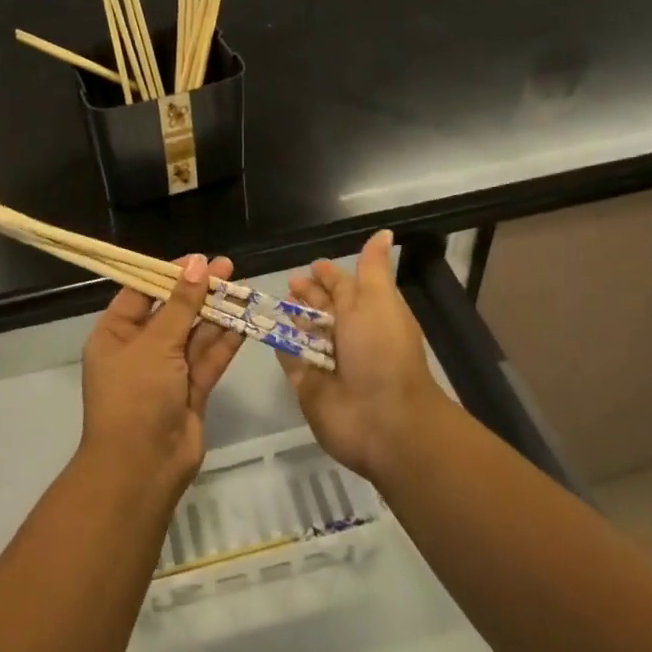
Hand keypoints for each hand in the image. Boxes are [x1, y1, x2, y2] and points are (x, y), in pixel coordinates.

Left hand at [79, 254, 245, 493]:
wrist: (142, 468)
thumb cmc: (136, 396)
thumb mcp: (155, 344)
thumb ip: (181, 304)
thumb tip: (198, 264)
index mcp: (115, 335)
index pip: (141, 293)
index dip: (169, 274)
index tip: (198, 259)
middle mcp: (139, 350)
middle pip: (172, 312)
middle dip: (199, 291)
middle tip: (229, 268)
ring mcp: (167, 372)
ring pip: (194, 335)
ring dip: (217, 314)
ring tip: (244, 287)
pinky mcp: (191, 391)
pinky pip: (208, 359)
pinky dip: (225, 341)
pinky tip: (245, 320)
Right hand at [277, 230, 445, 483]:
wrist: (383, 419)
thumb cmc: (382, 351)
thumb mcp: (379, 299)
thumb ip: (372, 268)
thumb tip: (384, 233)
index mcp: (369, 313)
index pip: (345, 287)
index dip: (329, 276)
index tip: (311, 265)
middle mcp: (349, 336)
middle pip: (323, 310)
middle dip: (308, 295)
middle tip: (287, 283)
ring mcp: (327, 362)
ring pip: (304, 333)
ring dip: (292, 318)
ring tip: (272, 301)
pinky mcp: (306, 385)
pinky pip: (289, 360)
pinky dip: (281, 345)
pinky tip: (268, 330)